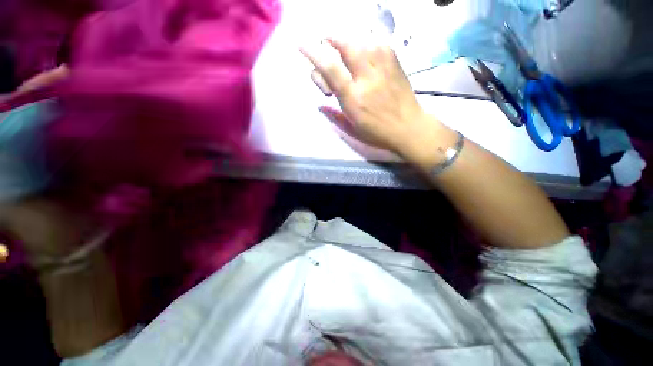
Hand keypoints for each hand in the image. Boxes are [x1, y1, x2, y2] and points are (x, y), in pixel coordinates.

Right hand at [301, 39, 447, 160]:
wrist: (408, 127)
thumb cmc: (377, 132)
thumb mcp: (352, 128)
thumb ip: (335, 114)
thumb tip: (321, 104)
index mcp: (353, 98)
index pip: (330, 69)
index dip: (313, 53)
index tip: (302, 45)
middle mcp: (366, 78)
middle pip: (346, 45)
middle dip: (331, 39)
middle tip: (326, 44)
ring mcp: (383, 67)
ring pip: (361, 40)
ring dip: (348, 41)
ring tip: (345, 50)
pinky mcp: (395, 62)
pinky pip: (377, 43)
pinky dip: (366, 43)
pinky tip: (365, 51)